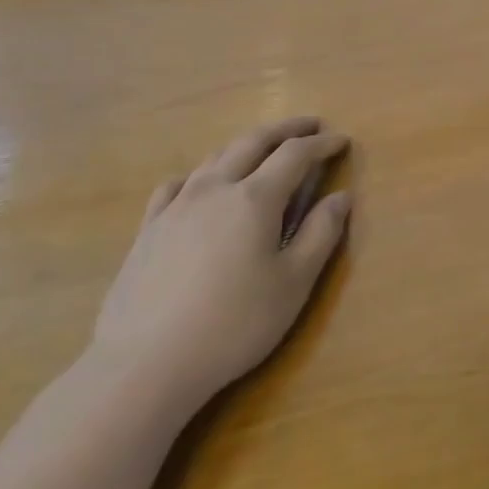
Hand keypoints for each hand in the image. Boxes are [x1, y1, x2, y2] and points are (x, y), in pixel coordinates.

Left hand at [92, 118, 350, 412]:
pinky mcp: (148, 230)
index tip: (342, 140)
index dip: (321, 144)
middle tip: (309, 125)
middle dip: (285, 130)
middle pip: (252, 143)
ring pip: (214, 158)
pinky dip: (199, 174)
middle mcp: (214, 189)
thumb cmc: (235, 324)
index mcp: (255, 199)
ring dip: (245, 146)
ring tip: (263, 149)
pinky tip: (199, 185)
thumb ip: (322, 234)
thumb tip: (341, 197)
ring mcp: (175, 207)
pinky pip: (175, 185)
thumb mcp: (294, 283)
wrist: (146, 364)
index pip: (295, 155)